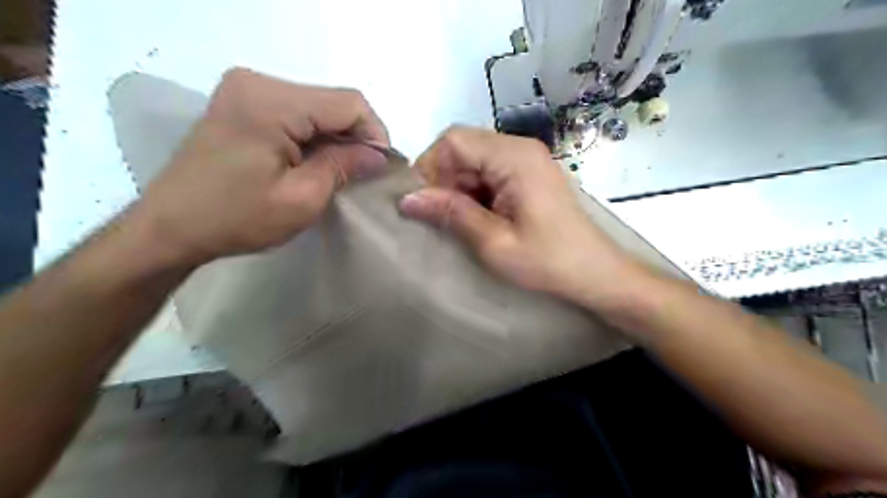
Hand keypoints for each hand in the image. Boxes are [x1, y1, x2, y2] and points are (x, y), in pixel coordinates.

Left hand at [128, 68, 388, 266]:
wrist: (170, 227)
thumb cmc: (236, 218)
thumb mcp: (302, 199)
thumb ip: (344, 166)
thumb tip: (378, 155)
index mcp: (271, 102)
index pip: (349, 102)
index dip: (374, 133)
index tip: (378, 167)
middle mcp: (257, 82)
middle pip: (332, 101)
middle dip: (355, 137)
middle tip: (360, 174)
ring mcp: (245, 89)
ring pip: (317, 106)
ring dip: (335, 138)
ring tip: (337, 171)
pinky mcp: (241, 103)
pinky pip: (296, 112)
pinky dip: (313, 136)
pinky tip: (313, 161)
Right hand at [403, 129, 645, 307]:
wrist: (595, 273)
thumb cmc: (548, 261)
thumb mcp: (494, 242)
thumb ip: (451, 214)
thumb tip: (407, 199)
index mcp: (514, 157)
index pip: (454, 140)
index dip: (431, 168)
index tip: (425, 204)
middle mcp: (520, 147)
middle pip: (463, 147)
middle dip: (444, 180)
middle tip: (441, 218)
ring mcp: (526, 160)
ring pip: (473, 161)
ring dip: (458, 188)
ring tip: (460, 222)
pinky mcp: (528, 174)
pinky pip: (488, 172)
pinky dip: (474, 192)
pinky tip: (478, 218)